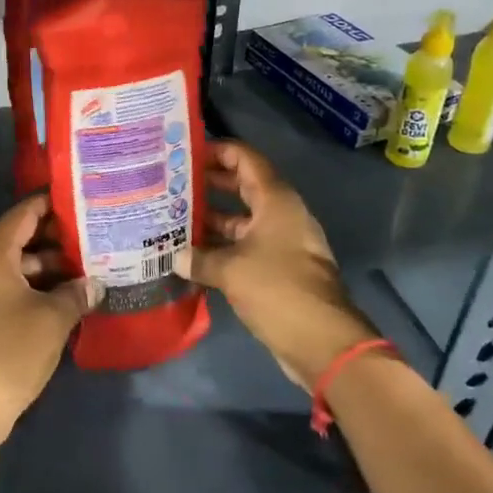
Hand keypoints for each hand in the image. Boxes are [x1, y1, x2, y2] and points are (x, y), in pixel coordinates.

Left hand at [0, 194, 101, 444]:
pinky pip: (7, 288)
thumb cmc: (11, 351)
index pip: (20, 216)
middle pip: (17, 240)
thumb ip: (76, 294)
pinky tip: (62, 298)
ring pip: (14, 267)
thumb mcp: (53, 319)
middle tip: (90, 235)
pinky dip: (33, 287)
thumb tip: (94, 284)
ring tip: (84, 269)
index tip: (76, 199)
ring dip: (46, 267)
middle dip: (53, 238)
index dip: (47, 204)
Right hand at [173, 141, 374, 389]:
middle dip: (208, 184)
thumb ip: (198, 258)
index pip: (245, 159)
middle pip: (242, 187)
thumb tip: (173, 258)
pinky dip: (220, 247)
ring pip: (241, 220)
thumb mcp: (230, 270)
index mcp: (276, 201)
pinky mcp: (276, 270)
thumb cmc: (278, 289)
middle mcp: (279, 215)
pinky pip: (243, 247)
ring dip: (211, 219)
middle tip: (171, 183)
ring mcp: (279, 243)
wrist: (322, 342)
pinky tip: (189, 255)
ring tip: (172, 217)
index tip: (185, 153)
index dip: (218, 150)